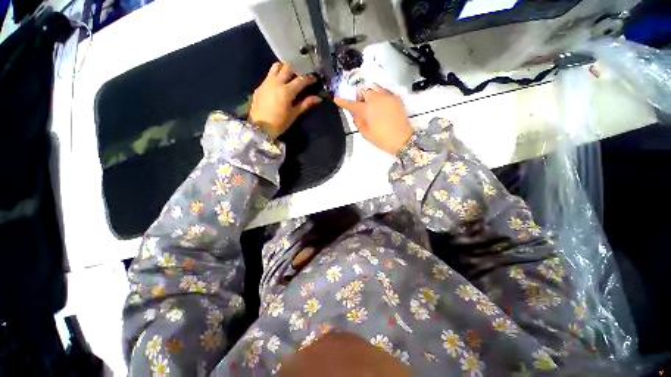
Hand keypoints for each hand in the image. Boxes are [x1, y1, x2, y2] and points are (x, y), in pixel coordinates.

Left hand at [248, 62, 321, 138]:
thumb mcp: (294, 114)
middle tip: (302, 76)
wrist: (260, 128)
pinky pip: (269, 74)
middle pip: (288, 67)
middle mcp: (276, 82)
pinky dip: (276, 75)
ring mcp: (267, 82)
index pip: (301, 80)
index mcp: (287, 91)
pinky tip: (279, 83)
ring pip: (276, 66)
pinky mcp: (260, 86)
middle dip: (297, 69)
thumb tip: (318, 98)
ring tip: (289, 75)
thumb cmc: (279, 123)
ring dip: (285, 68)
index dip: (309, 78)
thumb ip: (305, 104)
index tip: (314, 79)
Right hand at [334, 85, 412, 154]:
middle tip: (361, 106)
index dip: (343, 102)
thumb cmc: (381, 139)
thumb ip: (357, 120)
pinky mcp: (396, 98)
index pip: (352, 103)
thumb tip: (355, 112)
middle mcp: (377, 98)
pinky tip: (381, 107)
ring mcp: (387, 96)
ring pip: (375, 88)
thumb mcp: (365, 132)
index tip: (336, 99)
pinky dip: (380, 96)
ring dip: (370, 94)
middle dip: (360, 96)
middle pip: (364, 90)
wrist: (402, 139)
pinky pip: (384, 92)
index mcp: (367, 109)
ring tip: (372, 105)